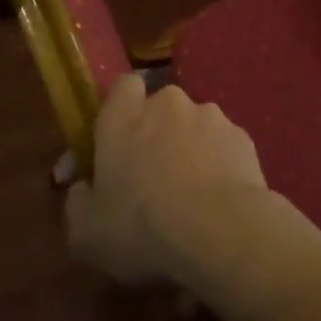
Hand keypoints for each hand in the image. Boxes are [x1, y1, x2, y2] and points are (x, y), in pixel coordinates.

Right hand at [64, 75, 270, 286]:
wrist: (221, 230)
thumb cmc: (142, 228)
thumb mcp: (87, 234)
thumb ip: (78, 203)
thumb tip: (83, 188)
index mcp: (122, 118)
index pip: (122, 87)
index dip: (122, 108)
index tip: (119, 140)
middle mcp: (167, 105)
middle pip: (160, 108)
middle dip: (157, 133)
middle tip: (154, 176)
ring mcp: (210, 116)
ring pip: (194, 125)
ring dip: (190, 148)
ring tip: (192, 193)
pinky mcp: (242, 136)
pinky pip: (223, 145)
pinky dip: (219, 163)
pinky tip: (219, 199)